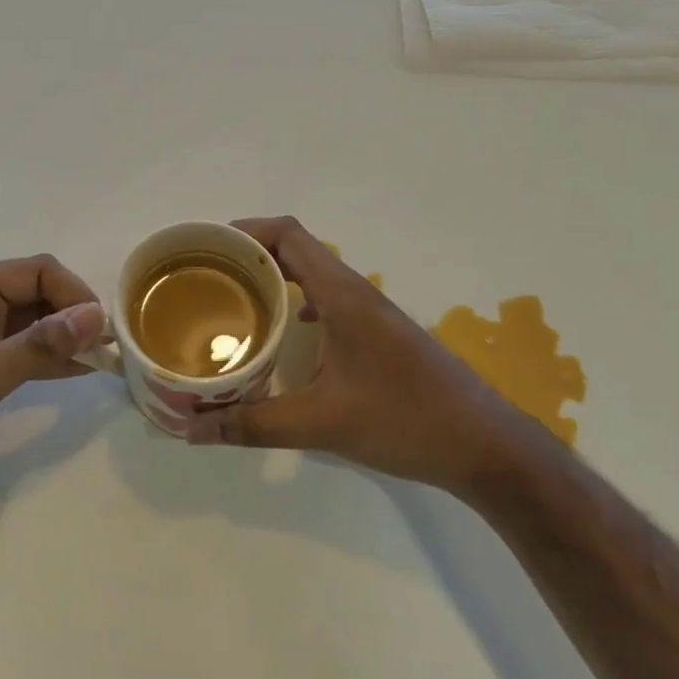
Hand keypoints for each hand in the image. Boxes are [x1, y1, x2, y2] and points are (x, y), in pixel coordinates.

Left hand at [0, 256, 105, 512]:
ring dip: (64, 336)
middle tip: (107, 348)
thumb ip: (38, 347)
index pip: (38, 271)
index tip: (100, 331)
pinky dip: (47, 357)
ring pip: (31, 321)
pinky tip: (76, 371)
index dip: (74, 295)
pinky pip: (20, 349)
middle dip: (73, 314)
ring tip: (102, 360)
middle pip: (37, 292)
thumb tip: (96, 316)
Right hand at [186, 217, 513, 495]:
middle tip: (205, 278)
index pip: (287, 234)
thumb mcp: (322, 424)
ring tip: (233, 302)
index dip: (244, 231)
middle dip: (248, 256)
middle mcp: (355, 292)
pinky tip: (284, 334)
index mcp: (342, 294)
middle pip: (294, 249)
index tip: (205, 248)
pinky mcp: (378, 334)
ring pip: (311, 275)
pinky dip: (296, 304)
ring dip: (272, 279)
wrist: (486, 447)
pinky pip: (327, 301)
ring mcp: (370, 312)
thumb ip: (254, 423)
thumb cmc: (406, 421)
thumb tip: (192, 429)